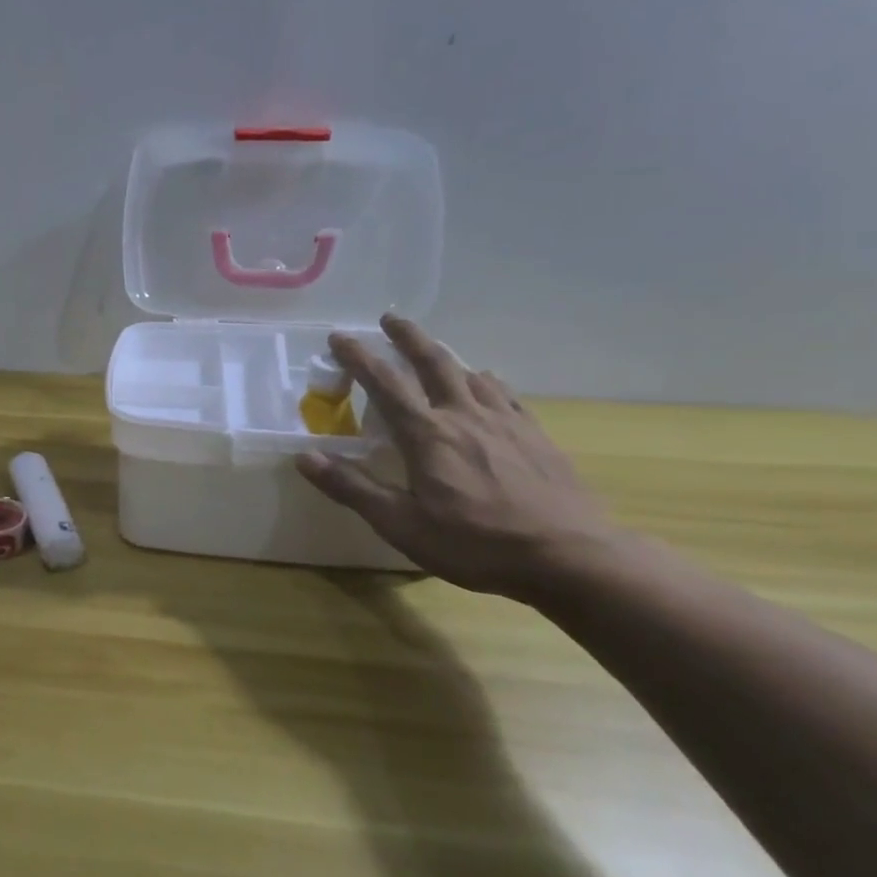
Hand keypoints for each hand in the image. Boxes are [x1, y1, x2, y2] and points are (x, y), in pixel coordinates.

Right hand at [295, 316, 621, 597]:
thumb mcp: (402, 525)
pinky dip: (486, 381)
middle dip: (407, 337)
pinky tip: (487, 384)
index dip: (358, 357)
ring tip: (434, 353)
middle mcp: (464, 416)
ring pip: (470, 373)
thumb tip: (305, 457)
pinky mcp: (535, 436)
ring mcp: (505, 422)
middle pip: (433, 362)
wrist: (571, 558)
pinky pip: (504, 395)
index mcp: (427, 434)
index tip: (339, 336)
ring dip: (446, 357)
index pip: (384, 384)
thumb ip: (353, 487)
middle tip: (390, 318)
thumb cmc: (476, 544)